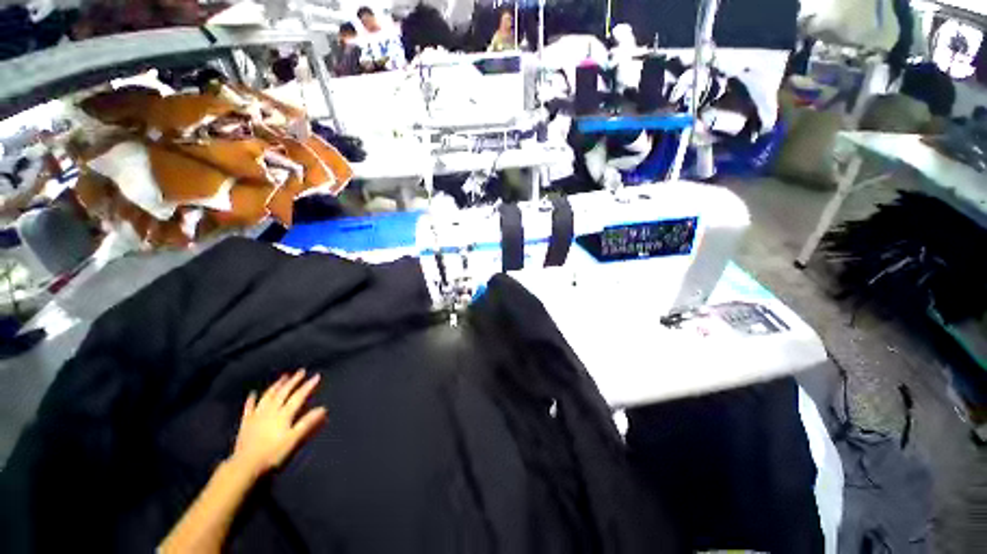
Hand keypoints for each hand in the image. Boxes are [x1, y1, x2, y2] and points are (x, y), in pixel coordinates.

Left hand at [230, 370, 326, 478]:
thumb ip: (307, 423)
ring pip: (268, 396)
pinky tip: (253, 394)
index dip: (308, 386)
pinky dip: (251, 399)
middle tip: (301, 371)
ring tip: (283, 377)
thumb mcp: (294, 439)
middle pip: (283, 392)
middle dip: (293, 381)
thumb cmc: (273, 453)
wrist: (245, 465)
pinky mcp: (246, 422)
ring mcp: (257, 415)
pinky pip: (249, 407)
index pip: (299, 396)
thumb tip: (323, 408)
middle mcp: (271, 410)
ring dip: (276, 385)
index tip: (316, 376)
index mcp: (284, 414)